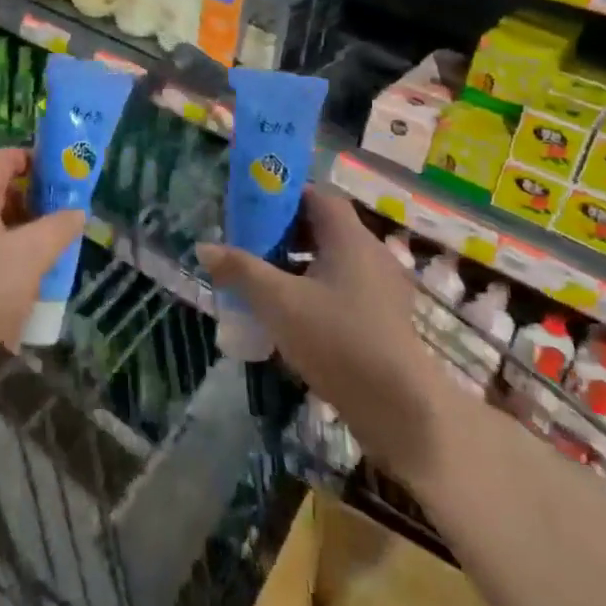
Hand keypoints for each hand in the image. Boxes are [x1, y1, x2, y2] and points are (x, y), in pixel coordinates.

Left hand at [0, 148, 85, 364]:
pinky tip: (8, 286)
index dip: (35, 162)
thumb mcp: (30, 258)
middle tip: (57, 225)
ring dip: (11, 233)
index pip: (4, 158)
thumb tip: (76, 212)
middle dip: (28, 203)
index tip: (62, 181)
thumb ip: (57, 229)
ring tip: (39, 259)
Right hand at [197, 189, 449, 475]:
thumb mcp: (279, 302)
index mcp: (350, 238)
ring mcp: (382, 287)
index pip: (318, 196)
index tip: (253, 208)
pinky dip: (317, 289)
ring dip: (300, 263)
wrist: (401, 409)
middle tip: (251, 245)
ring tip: (266, 282)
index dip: (285, 196)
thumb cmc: (338, 340)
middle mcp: (371, 253)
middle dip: (286, 232)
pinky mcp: (385, 318)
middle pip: (325, 227)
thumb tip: (204, 247)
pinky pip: (345, 287)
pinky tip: (293, 316)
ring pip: (334, 260)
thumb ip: (241, 270)